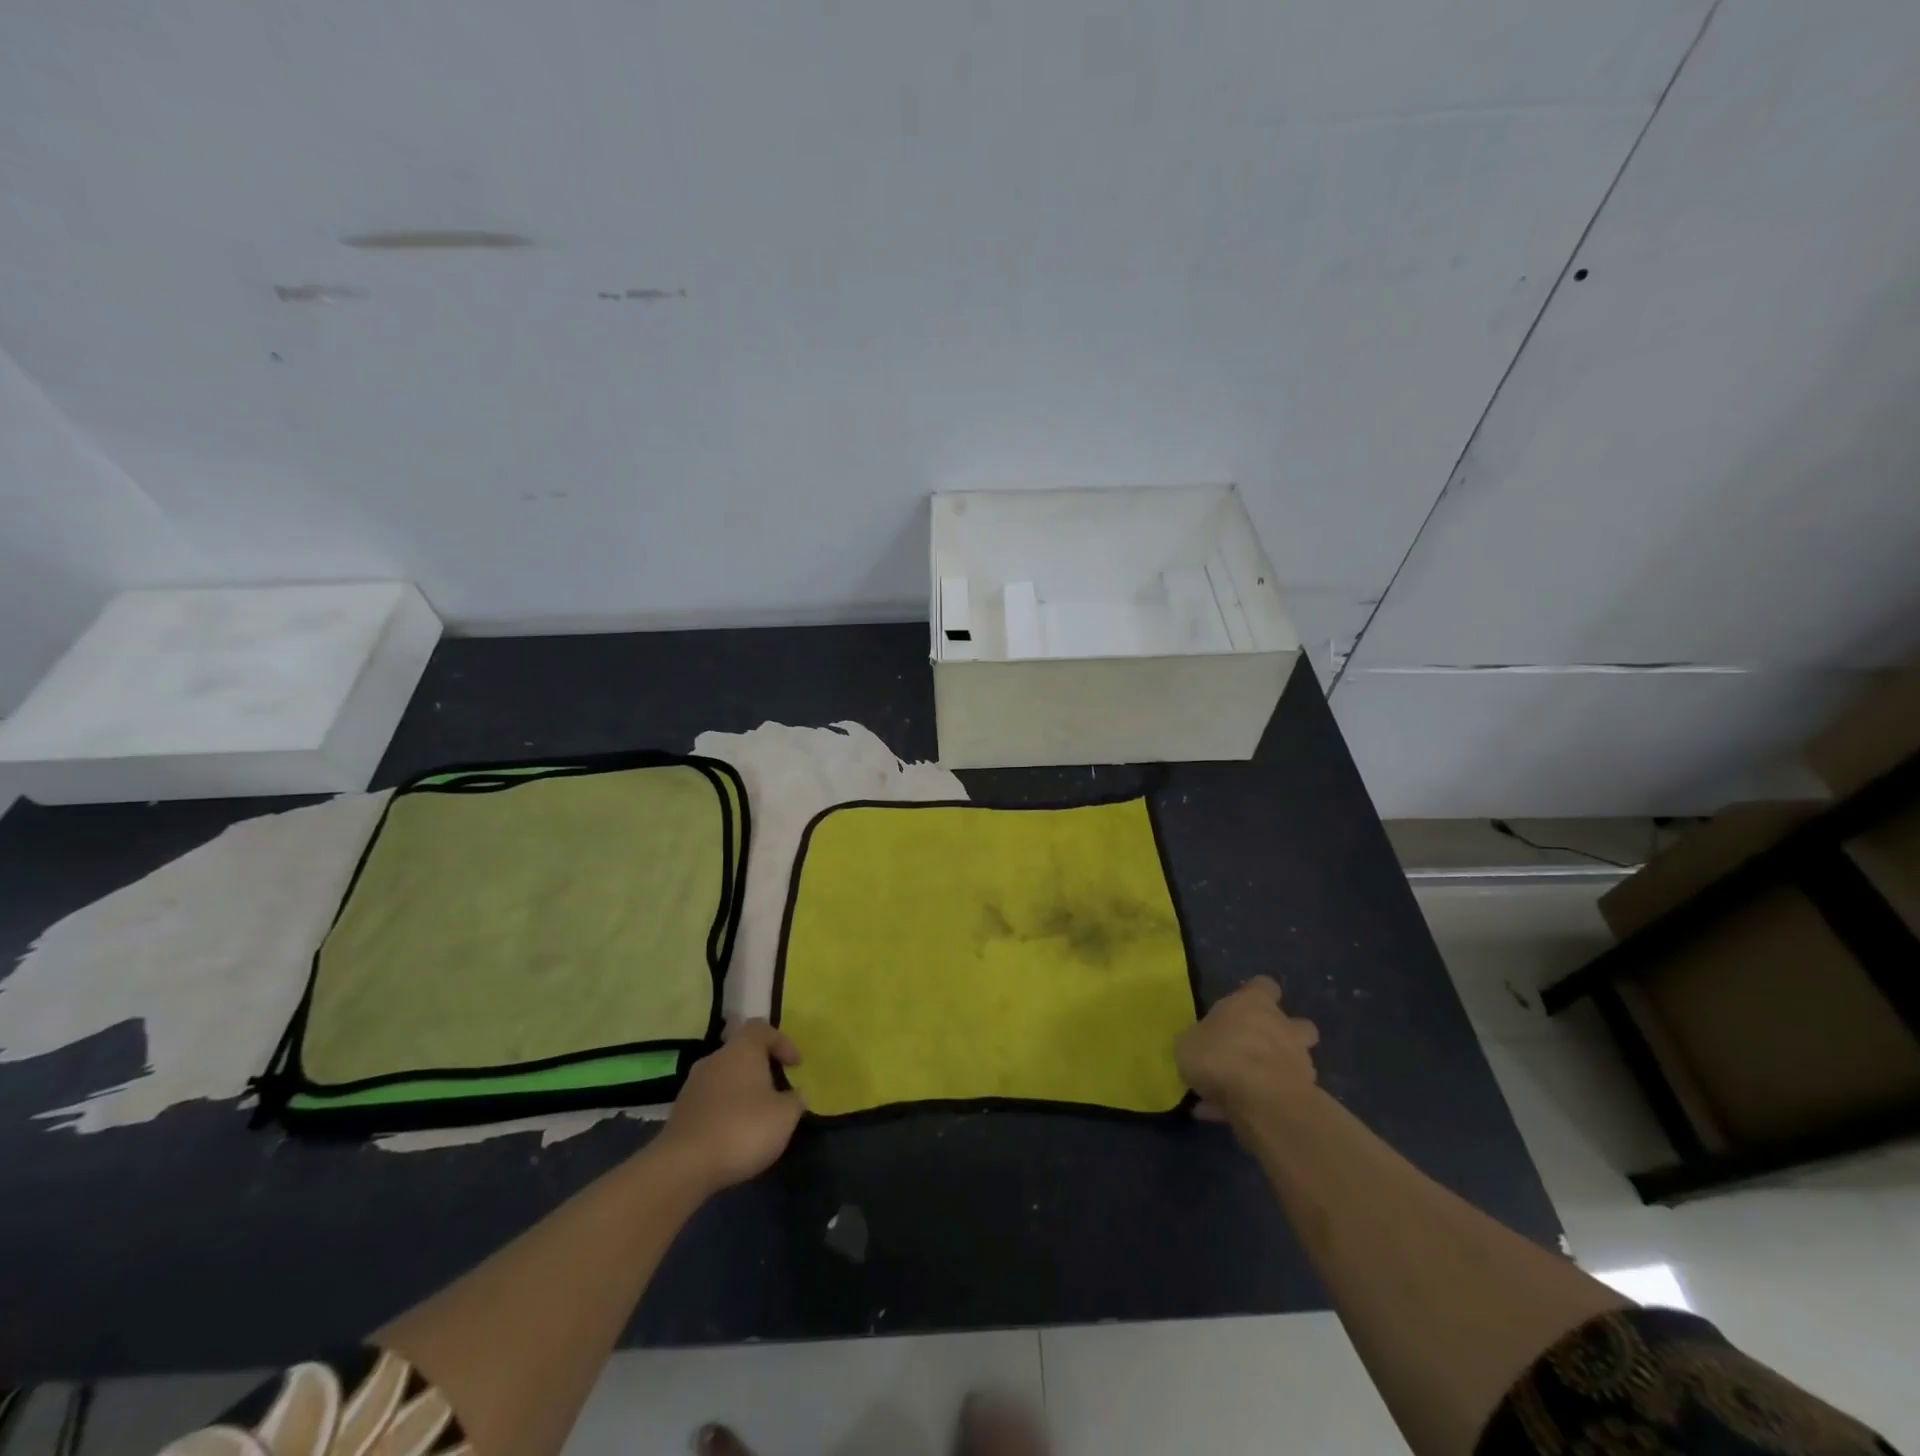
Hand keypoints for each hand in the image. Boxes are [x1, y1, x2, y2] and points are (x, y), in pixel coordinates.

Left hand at [655, 1020, 805, 1193]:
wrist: (683, 1166)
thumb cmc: (742, 1129)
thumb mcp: (785, 1116)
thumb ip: (795, 1100)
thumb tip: (795, 1095)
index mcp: (742, 1050)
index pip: (761, 1028)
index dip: (781, 1042)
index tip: (794, 1066)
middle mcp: (715, 1059)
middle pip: (741, 1052)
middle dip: (761, 1069)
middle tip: (777, 1092)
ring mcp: (692, 1085)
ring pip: (724, 1077)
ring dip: (741, 1091)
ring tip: (756, 1117)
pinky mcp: (680, 1112)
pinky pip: (710, 1101)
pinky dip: (724, 1110)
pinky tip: (733, 1134)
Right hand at [1175, 975, 1319, 1125]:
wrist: (1262, 1101)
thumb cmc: (1220, 1056)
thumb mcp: (1188, 1043)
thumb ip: (1199, 1040)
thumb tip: (1200, 1044)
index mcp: (1254, 1003)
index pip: (1263, 986)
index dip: (1255, 995)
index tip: (1241, 1008)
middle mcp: (1283, 1027)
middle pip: (1296, 1025)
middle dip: (1282, 1036)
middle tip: (1255, 1050)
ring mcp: (1299, 1062)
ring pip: (1293, 1062)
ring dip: (1275, 1071)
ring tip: (1244, 1091)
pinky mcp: (1305, 1096)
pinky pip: (1281, 1096)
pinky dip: (1264, 1104)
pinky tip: (1236, 1117)